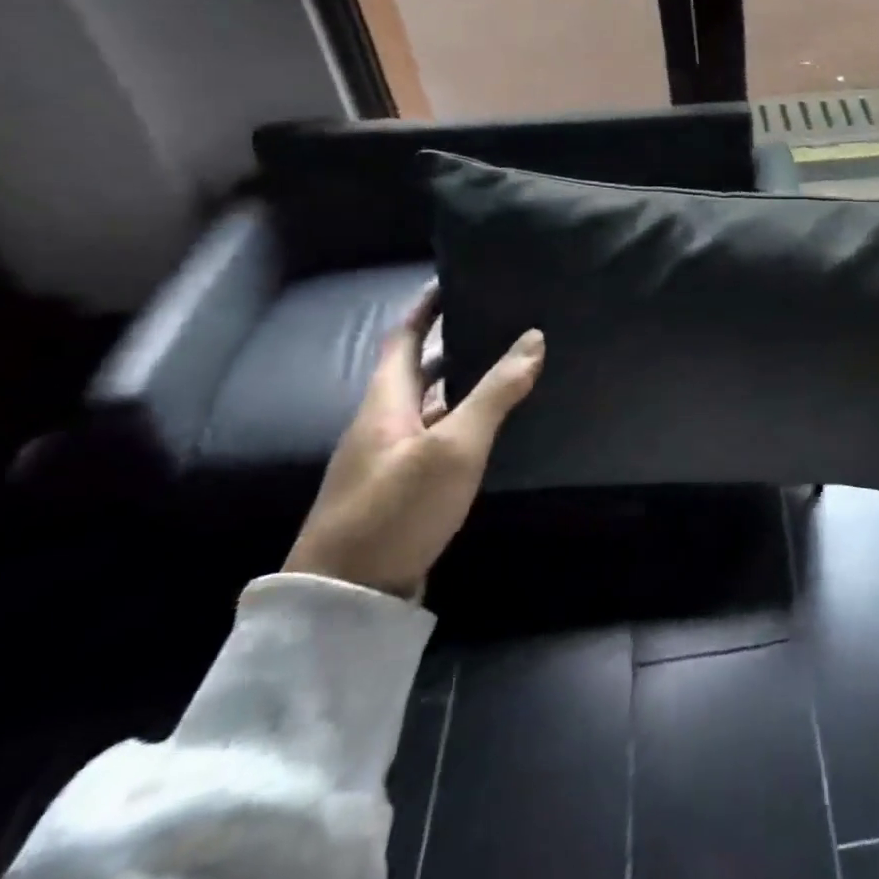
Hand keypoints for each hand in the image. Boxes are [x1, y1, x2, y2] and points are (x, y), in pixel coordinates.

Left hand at [284, 287, 543, 598]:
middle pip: (416, 370)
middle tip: (497, 321)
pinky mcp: (398, 490)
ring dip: (460, 385)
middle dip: (451, 343)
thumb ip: (495, 393)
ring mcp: (387, 460)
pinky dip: (461, 422)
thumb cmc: (396, 509)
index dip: (425, 307)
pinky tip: (490, 430)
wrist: (344, 599)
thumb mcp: (454, 448)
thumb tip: (533, 338)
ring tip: (506, 367)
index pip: (403, 338)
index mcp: (384, 402)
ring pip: (428, 407)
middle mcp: (381, 424)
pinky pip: (434, 438)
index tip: (453, 279)